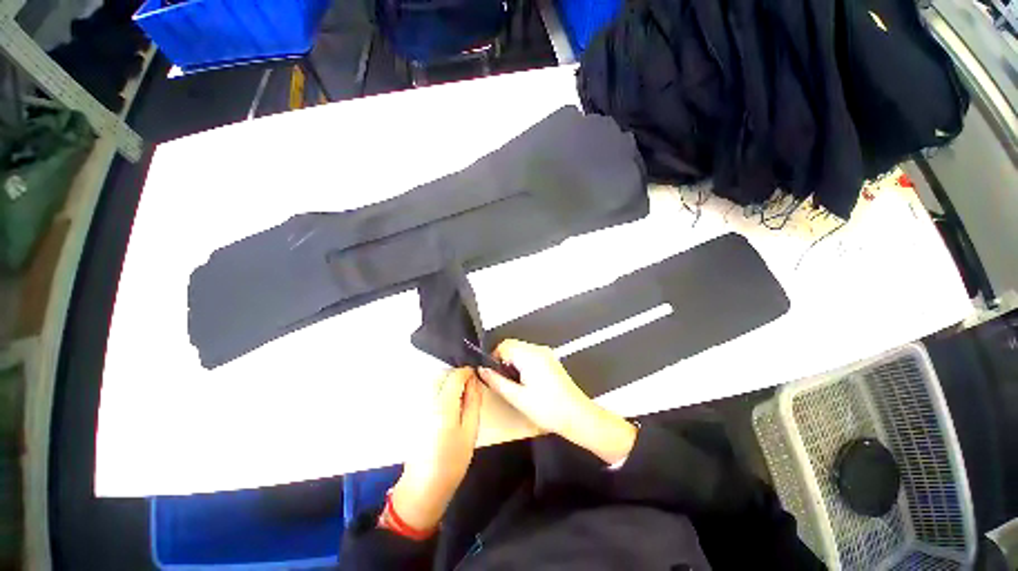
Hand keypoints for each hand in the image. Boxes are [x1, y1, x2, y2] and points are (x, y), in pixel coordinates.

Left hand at [390, 368, 481, 531]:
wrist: (423, 487)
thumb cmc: (451, 461)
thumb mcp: (470, 431)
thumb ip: (473, 402)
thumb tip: (475, 381)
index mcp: (443, 405)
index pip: (455, 376)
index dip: (467, 372)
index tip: (477, 377)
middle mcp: (428, 401)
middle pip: (443, 376)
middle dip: (458, 377)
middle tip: (471, 389)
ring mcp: (419, 407)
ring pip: (436, 383)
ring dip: (449, 384)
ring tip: (461, 398)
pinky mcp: (415, 413)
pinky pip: (430, 393)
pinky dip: (441, 392)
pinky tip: (449, 407)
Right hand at [478, 340, 636, 464]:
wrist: (577, 416)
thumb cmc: (549, 409)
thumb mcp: (517, 398)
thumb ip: (497, 382)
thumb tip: (482, 370)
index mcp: (530, 356)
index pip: (504, 345)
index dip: (494, 359)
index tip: (493, 374)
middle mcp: (538, 350)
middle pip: (512, 345)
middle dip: (503, 360)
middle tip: (504, 381)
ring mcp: (546, 354)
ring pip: (520, 350)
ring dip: (513, 362)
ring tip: (516, 384)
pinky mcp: (550, 360)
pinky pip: (530, 355)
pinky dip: (523, 364)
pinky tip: (527, 383)